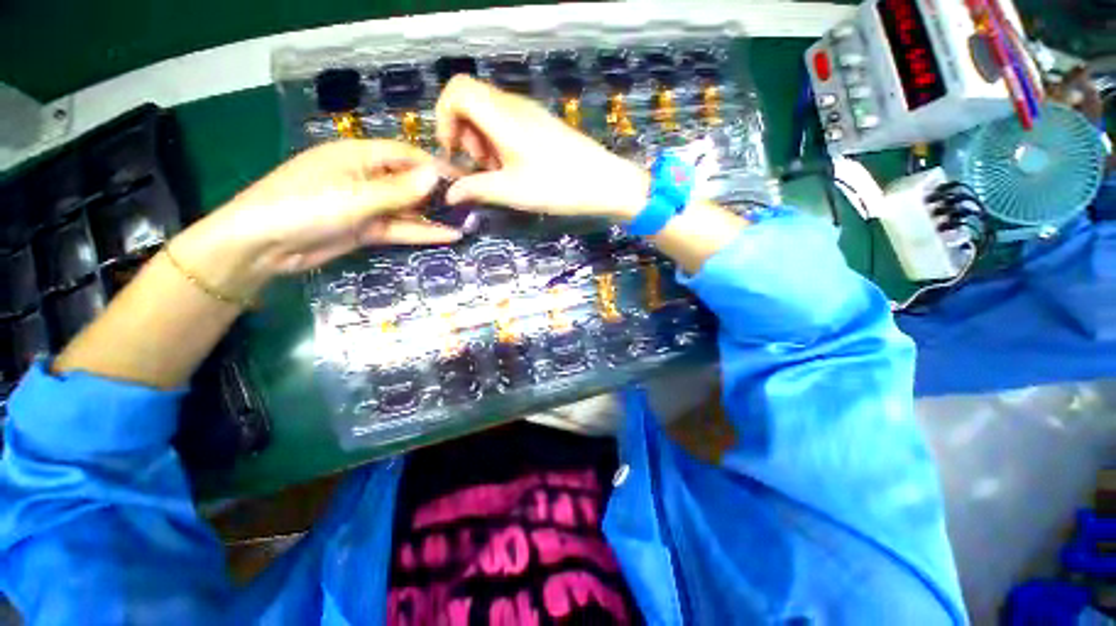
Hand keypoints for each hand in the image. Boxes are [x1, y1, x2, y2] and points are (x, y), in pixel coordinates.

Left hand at [220, 139, 459, 272]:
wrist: (264, 245)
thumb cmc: (306, 206)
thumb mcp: (356, 196)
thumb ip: (399, 190)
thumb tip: (436, 176)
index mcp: (359, 155)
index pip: (406, 156)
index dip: (436, 167)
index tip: (465, 179)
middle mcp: (366, 177)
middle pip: (410, 182)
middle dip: (439, 193)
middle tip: (471, 204)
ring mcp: (367, 205)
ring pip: (408, 208)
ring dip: (435, 215)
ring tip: (467, 221)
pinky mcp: (367, 229)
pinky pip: (401, 228)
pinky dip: (423, 231)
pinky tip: (449, 235)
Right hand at [435, 75, 648, 219]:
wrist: (604, 182)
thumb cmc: (557, 186)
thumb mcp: (512, 192)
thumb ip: (476, 189)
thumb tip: (450, 195)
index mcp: (501, 115)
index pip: (456, 90)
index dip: (445, 117)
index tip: (454, 152)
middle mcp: (513, 105)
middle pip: (470, 101)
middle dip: (464, 134)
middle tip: (481, 167)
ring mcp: (530, 112)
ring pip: (489, 113)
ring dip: (483, 141)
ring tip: (499, 171)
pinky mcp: (542, 123)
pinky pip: (509, 122)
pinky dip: (501, 141)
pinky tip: (515, 167)